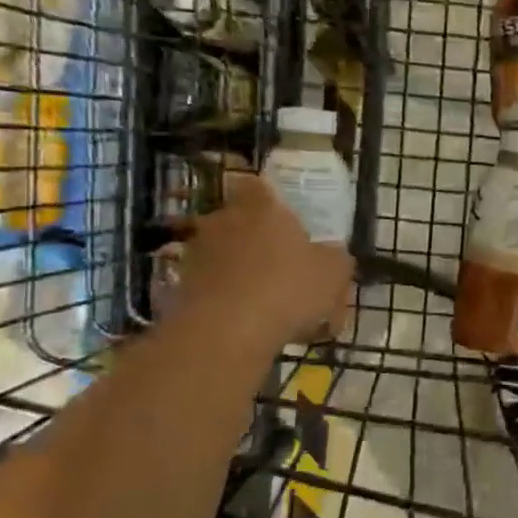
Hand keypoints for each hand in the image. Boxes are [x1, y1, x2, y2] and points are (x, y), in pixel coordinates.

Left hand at [169, 174, 353, 343]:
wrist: (226, 333)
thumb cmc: (288, 288)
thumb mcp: (335, 273)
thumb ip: (335, 256)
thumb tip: (332, 253)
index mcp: (262, 206)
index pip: (257, 185)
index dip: (269, 197)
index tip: (284, 216)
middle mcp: (224, 220)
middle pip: (239, 219)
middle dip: (257, 237)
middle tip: (281, 262)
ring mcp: (198, 252)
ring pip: (224, 253)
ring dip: (241, 269)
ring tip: (267, 299)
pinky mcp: (182, 285)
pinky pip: (213, 284)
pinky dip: (228, 296)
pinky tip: (249, 321)